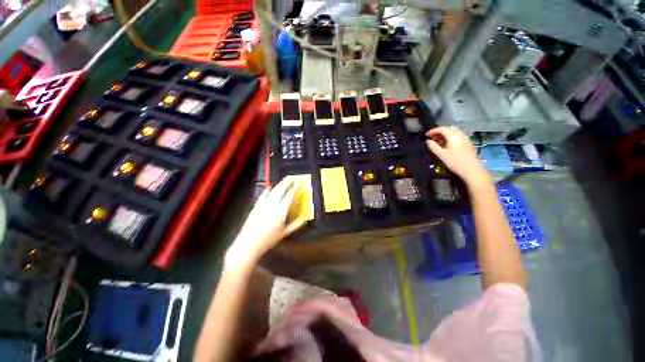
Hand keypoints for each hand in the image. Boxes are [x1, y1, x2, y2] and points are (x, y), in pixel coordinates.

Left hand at [225, 179, 306, 268]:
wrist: (249, 243)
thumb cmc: (269, 239)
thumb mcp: (285, 233)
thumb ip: (296, 224)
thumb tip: (305, 217)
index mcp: (281, 210)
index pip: (290, 196)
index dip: (295, 188)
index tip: (300, 183)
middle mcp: (272, 204)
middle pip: (281, 189)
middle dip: (287, 182)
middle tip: (292, 177)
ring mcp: (263, 204)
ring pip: (273, 190)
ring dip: (279, 184)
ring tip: (284, 180)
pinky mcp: (256, 206)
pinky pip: (263, 195)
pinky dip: (267, 190)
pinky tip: (269, 187)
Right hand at [425, 126, 488, 186]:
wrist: (471, 169)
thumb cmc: (455, 162)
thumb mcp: (441, 155)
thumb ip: (433, 146)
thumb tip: (428, 141)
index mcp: (453, 136)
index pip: (442, 129)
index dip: (433, 131)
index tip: (426, 135)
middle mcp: (460, 134)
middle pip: (448, 128)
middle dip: (439, 131)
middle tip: (432, 137)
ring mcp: (465, 138)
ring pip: (453, 132)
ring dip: (444, 134)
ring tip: (437, 141)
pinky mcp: (467, 143)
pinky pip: (457, 136)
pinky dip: (450, 137)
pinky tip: (446, 144)